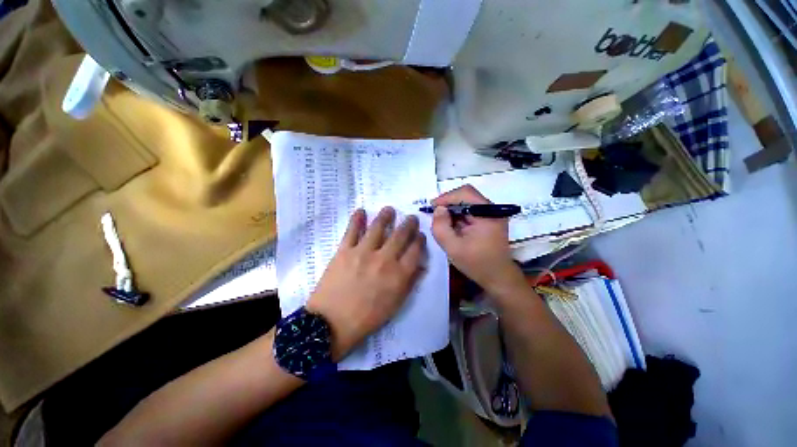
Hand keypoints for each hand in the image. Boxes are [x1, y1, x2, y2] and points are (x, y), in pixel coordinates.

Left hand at [307, 207, 425, 359]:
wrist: (333, 322)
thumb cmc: (366, 319)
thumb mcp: (394, 305)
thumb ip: (408, 284)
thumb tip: (420, 267)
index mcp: (400, 275)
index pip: (415, 251)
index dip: (420, 240)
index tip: (421, 235)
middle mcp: (385, 259)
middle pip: (400, 236)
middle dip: (408, 224)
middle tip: (410, 218)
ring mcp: (363, 253)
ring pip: (378, 228)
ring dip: (385, 216)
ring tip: (389, 210)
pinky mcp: (343, 251)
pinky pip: (352, 231)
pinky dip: (357, 219)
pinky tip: (361, 211)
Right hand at [431, 185, 524, 295]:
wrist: (499, 277)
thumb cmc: (477, 264)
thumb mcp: (454, 248)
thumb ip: (442, 227)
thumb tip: (438, 209)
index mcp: (487, 213)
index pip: (465, 193)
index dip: (446, 197)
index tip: (432, 208)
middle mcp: (493, 209)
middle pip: (468, 196)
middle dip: (449, 204)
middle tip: (436, 216)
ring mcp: (494, 215)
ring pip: (470, 203)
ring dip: (455, 210)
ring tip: (444, 224)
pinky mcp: (492, 221)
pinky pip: (474, 212)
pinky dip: (462, 216)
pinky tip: (455, 229)